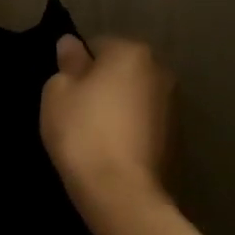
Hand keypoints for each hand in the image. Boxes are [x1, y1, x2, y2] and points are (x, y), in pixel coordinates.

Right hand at [41, 34, 171, 201]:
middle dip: (103, 83)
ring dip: (119, 107)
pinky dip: (132, 129)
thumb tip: (71, 44)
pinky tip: (113, 150)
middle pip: (123, 69)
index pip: (98, 44)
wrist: (120, 190)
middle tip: (78, 112)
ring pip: (137, 96)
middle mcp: (160, 71)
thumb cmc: (82, 132)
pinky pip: (146, 122)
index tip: (65, 91)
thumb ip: (68, 64)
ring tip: (96, 135)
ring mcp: (174, 105)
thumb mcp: (58, 93)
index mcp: (131, 52)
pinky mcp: (177, 136)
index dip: (77, 66)